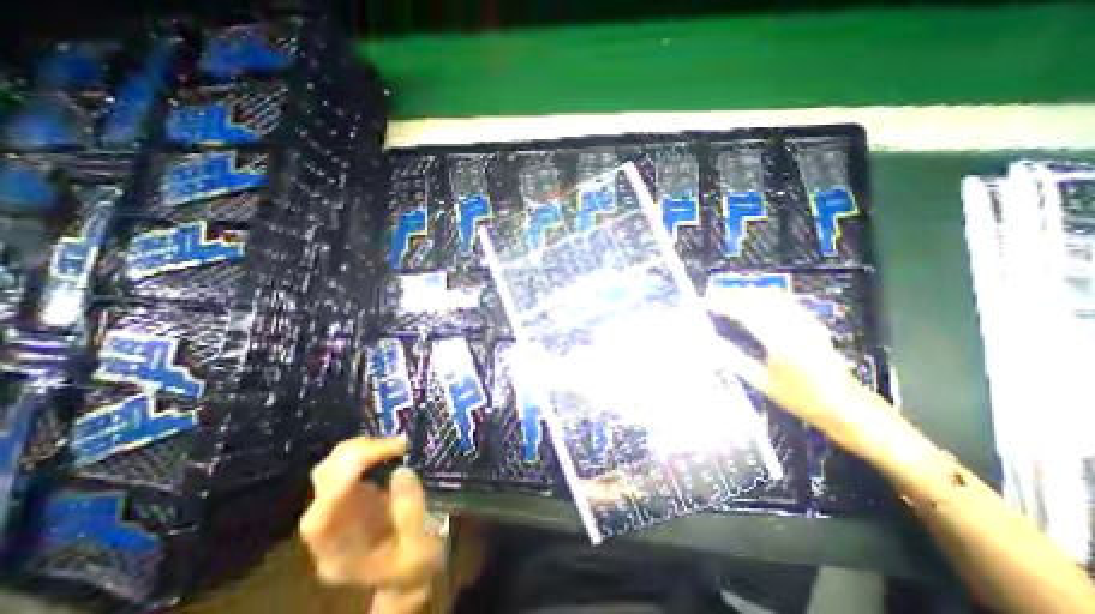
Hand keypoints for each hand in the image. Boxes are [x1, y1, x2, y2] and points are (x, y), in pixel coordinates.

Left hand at [299, 437, 441, 607]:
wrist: (407, 572)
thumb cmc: (414, 565)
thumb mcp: (420, 549)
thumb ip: (411, 513)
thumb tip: (401, 470)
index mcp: (338, 555)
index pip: (321, 516)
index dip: (346, 478)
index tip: (390, 452)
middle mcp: (329, 529)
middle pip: (322, 482)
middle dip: (358, 454)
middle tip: (399, 443)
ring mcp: (337, 508)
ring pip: (331, 467)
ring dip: (362, 447)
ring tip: (397, 444)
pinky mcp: (350, 493)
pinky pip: (347, 463)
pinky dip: (367, 449)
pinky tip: (390, 448)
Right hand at [711, 287, 897, 449]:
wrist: (845, 406)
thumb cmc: (801, 398)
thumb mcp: (762, 382)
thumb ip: (735, 359)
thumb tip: (713, 342)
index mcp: (779, 341)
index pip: (745, 313)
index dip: (724, 305)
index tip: (706, 303)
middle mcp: (794, 326)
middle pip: (759, 299)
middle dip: (733, 294)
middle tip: (713, 296)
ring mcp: (806, 322)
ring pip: (773, 296)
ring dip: (748, 292)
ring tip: (729, 294)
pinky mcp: (812, 323)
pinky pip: (785, 301)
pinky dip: (765, 296)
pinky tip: (755, 298)